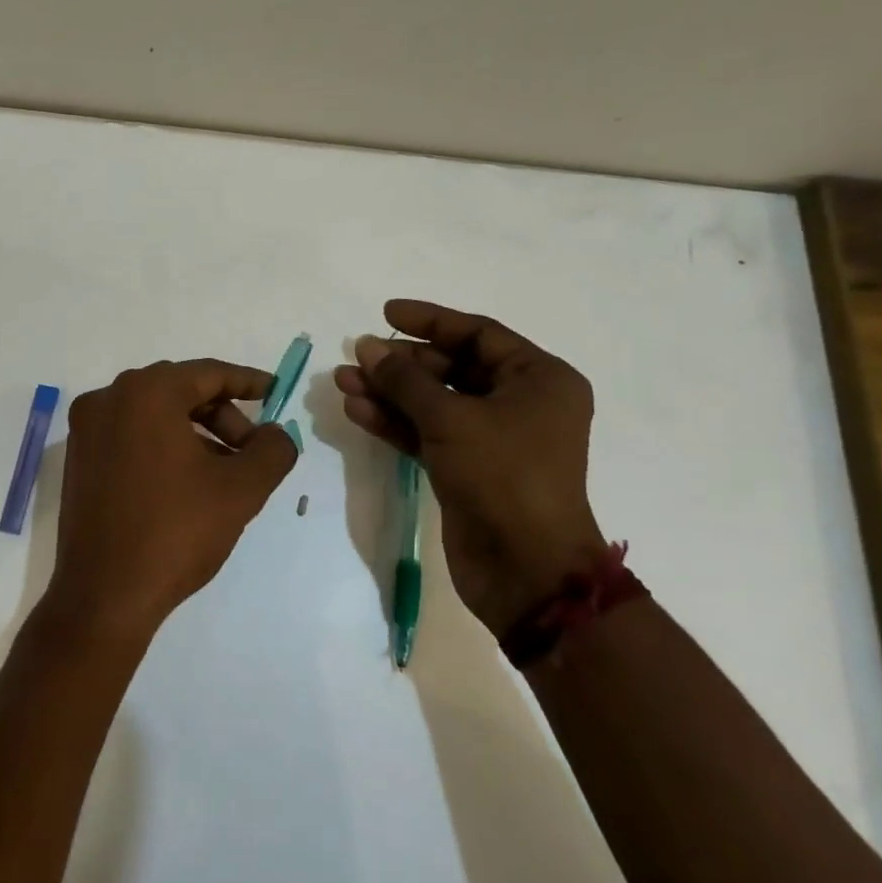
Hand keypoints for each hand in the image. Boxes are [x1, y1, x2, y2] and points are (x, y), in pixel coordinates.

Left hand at [44, 359, 298, 641]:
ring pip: (154, 415)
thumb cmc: (175, 533)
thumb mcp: (241, 490)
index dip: (248, 382)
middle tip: (252, 450)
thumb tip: (276, 434)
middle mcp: (108, 399)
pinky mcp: (78, 459)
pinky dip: (163, 446)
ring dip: (195, 434)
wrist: (104, 596)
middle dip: (223, 416)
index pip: (208, 373)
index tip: (276, 392)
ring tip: (224, 472)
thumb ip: (273, 450)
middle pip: (180, 391)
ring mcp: (87, 430)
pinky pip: (130, 435)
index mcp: (145, 393)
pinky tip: (186, 483)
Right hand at [333, 300, 604, 636]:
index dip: (430, 321)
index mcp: (538, 379)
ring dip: (389, 392)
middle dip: (401, 363)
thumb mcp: (451, 419)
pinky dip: (395, 422)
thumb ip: (405, 380)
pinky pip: (427, 433)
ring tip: (343, 381)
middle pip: (451, 368)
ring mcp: (492, 438)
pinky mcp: (467, 468)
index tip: (386, 312)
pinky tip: (357, 410)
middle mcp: (519, 403)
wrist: (525, 570)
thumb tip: (366, 347)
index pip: (478, 334)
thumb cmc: (503, 477)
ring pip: (433, 402)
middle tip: (357, 356)